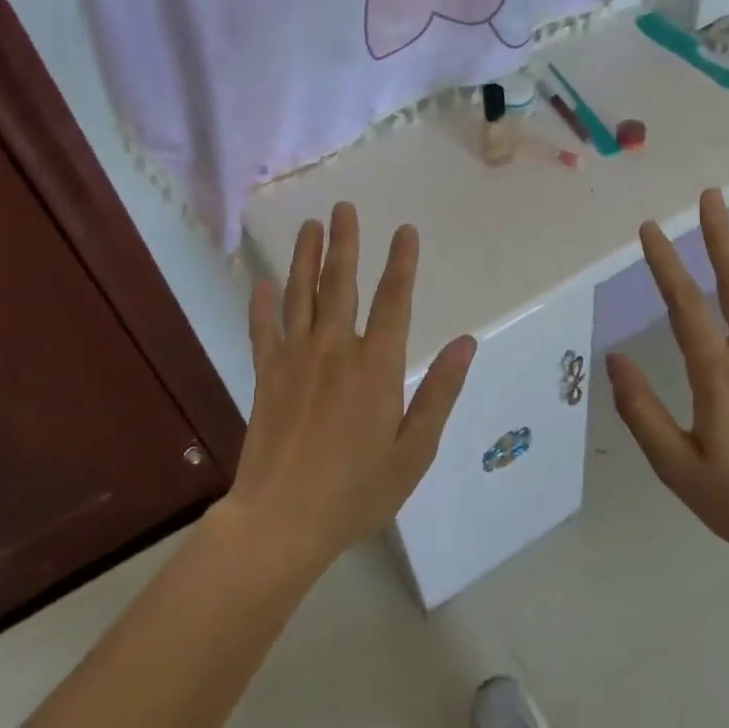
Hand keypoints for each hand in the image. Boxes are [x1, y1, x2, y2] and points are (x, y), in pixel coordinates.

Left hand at [220, 202, 477, 572]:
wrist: (282, 521)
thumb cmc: (357, 490)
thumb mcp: (414, 450)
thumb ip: (440, 392)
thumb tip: (467, 342)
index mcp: (376, 367)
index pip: (393, 301)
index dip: (401, 263)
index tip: (405, 230)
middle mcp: (335, 351)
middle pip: (340, 284)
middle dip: (345, 243)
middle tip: (343, 207)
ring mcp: (295, 360)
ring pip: (300, 296)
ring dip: (305, 258)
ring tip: (309, 226)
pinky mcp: (267, 376)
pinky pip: (263, 329)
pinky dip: (261, 303)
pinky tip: (261, 281)